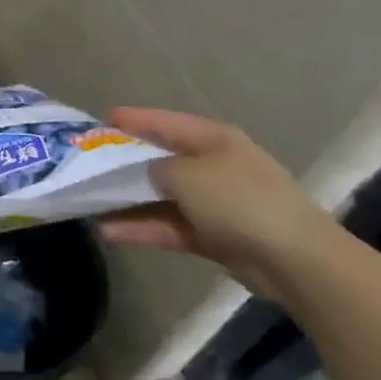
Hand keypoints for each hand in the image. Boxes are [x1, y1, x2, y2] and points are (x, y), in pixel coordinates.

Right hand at [97, 107, 343, 299]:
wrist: (293, 260)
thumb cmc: (239, 200)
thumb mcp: (187, 175)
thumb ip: (156, 169)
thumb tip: (146, 174)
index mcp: (213, 140)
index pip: (165, 123)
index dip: (133, 120)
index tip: (100, 120)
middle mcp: (213, 166)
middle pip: (160, 160)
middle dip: (124, 164)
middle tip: (86, 163)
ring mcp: (214, 203)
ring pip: (160, 197)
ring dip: (127, 202)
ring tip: (88, 204)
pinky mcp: (213, 236)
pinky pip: (169, 226)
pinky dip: (142, 228)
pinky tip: (108, 232)